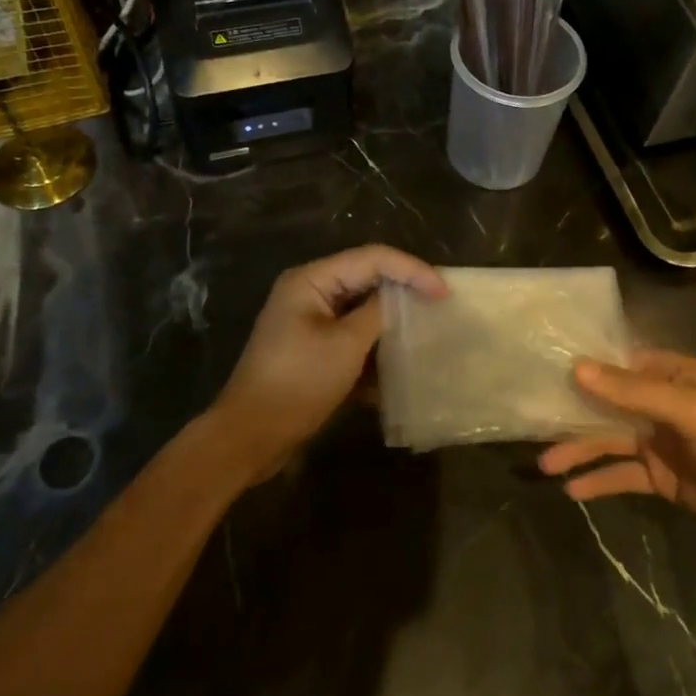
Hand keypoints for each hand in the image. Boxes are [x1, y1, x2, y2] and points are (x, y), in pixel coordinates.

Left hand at [213, 245, 445, 477]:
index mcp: (312, 280)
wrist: (250, 436)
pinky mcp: (313, 349)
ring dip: (392, 321)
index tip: (444, 292)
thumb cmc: (297, 383)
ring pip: (362, 310)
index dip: (412, 270)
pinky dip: (375, 346)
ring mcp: (310, 321)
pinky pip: (352, 336)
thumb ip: (378, 313)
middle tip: (441, 304)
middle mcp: (310, 292)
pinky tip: (399, 365)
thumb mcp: (346, 345)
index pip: (372, 258)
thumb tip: (403, 298)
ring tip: (428, 330)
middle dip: (404, 291)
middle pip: (367, 278)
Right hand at [538, 349, 695, 569]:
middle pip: (610, 403)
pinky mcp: (665, 479)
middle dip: (574, 413)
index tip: (544, 370)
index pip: (621, 363)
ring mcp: (664, 442)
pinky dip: (600, 480)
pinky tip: (573, 490)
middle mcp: (665, 403)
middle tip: (533, 422)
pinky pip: (624, 474)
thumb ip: (633, 392)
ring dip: (580, 450)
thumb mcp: (690, 412)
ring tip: (544, 464)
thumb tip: (576, 368)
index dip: (585, 366)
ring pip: (611, 440)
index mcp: (676, 375)